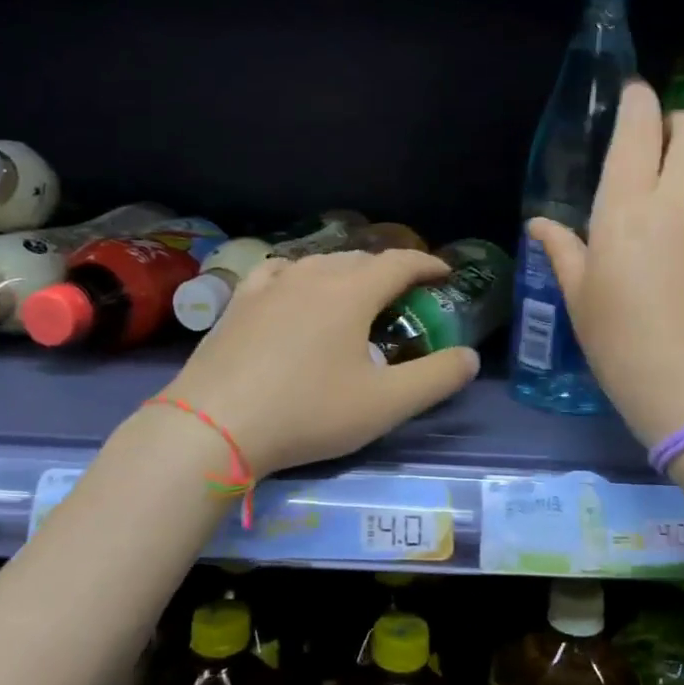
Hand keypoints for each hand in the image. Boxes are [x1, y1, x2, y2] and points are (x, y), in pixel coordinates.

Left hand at [159, 250, 479, 477]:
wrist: (213, 425)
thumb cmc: (307, 412)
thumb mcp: (384, 404)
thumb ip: (435, 379)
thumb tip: (470, 357)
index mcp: (351, 292)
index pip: (399, 263)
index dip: (426, 265)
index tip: (443, 274)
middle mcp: (311, 275)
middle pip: (360, 259)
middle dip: (388, 270)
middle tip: (403, 294)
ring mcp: (269, 285)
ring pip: (319, 263)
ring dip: (346, 271)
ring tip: (355, 293)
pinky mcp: (238, 302)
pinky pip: (278, 273)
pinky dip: (299, 275)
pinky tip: (293, 289)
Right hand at [529, 81, 683, 446]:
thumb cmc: (621, 345)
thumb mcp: (580, 299)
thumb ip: (563, 251)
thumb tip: (540, 224)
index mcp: (627, 210)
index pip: (638, 132)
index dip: (638, 103)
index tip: (634, 93)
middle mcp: (678, 206)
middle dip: (679, 121)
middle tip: (661, 142)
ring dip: (680, 203)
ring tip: (659, 265)